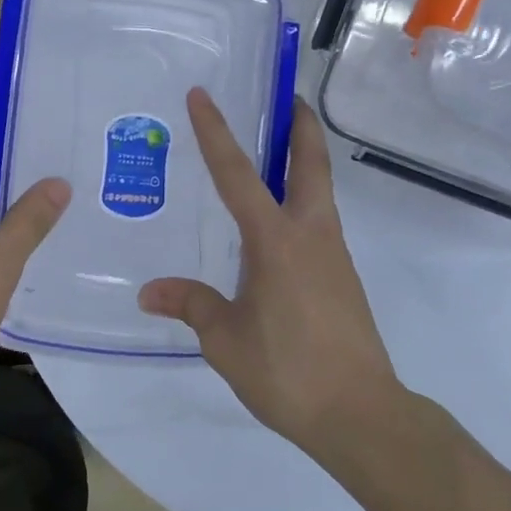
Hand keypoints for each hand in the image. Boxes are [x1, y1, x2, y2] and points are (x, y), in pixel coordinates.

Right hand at [138, 89, 399, 456]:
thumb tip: (149, 292)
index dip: (217, 133)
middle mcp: (310, 235)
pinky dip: (300, 203)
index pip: (238, 175)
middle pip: (310, 164)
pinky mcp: (341, 278)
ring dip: (302, 162)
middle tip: (284, 97)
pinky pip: (318, 223)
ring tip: (272, 155)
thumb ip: (191, 305)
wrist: (361, 414)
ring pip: (319, 192)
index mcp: (276, 241)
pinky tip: (275, 227)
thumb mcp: (225, 340)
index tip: (203, 95)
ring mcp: (333, 255)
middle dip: (299, 125)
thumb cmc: (288, 371)